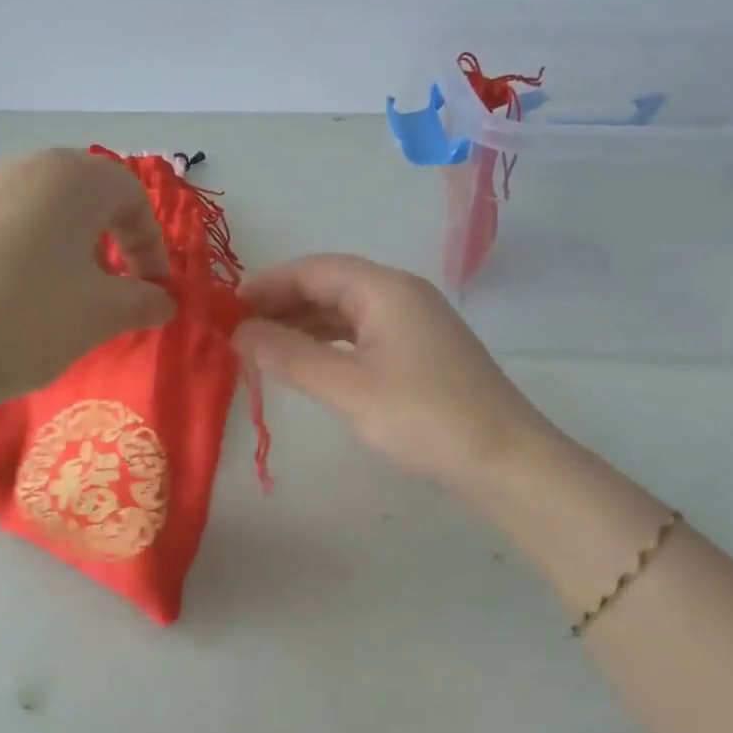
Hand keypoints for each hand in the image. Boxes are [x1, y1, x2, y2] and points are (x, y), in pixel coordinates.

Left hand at [0, 149, 175, 413]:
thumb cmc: (30, 321)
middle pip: (83, 194)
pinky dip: (24, 252)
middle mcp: (23, 168)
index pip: (131, 195)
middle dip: (109, 239)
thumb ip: (144, 301)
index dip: (151, 243)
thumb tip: (163, 301)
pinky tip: (13, 298)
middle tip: (111, 286)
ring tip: (64, 294)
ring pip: (40, 208)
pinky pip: (2, 226)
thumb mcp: (103, 315)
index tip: (152, 289)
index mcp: (71, 178)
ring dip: (66, 245)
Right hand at [235, 254, 562, 506]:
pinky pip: (361, 333)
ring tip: (262, 348)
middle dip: (281, 304)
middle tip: (237, 333)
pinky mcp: (420, 352)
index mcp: (384, 289)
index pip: (313, 269)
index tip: (226, 309)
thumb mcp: (347, 388)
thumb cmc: (424, 419)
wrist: (507, 463)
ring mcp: (414, 323)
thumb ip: (289, 356)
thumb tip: (238, 331)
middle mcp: (400, 294)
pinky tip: (307, 363)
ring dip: (302, 324)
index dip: (266, 284)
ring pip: (344, 310)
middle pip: (329, 285)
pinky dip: (328, 343)